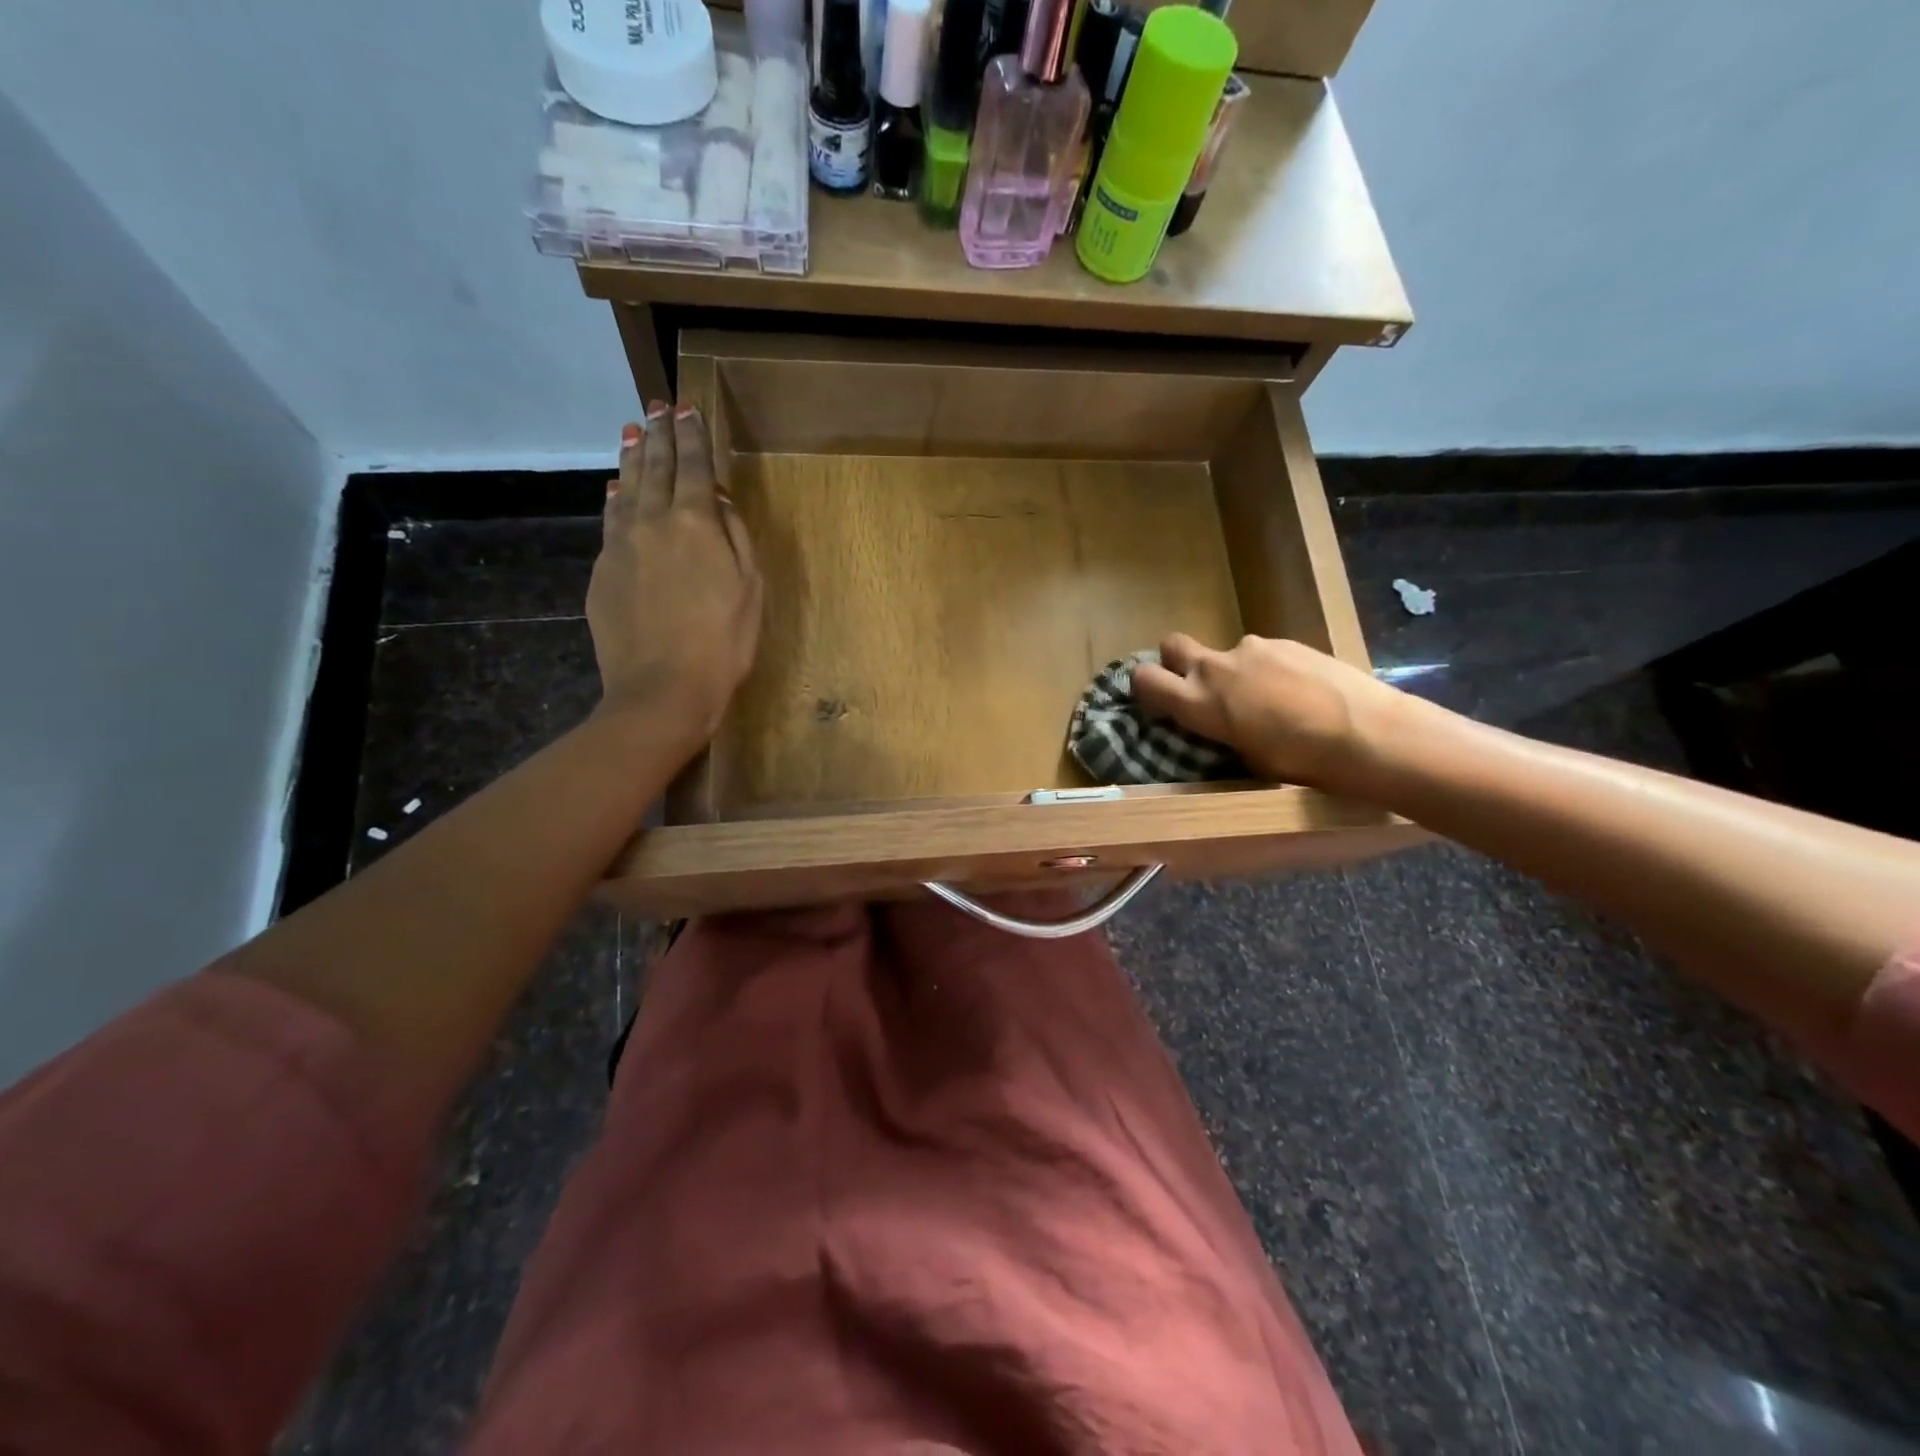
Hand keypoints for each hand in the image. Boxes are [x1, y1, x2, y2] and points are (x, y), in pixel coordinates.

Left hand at [588, 403, 762, 741]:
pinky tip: (615, 489)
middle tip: (657, 407)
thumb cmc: (722, 643)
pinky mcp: (602, 570)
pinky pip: (610, 520)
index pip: (693, 466)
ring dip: (631, 457)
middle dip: (659, 434)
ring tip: (633, 432)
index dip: (692, 436)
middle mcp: (653, 522)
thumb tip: (717, 500)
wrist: (662, 689)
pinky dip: (615, 497)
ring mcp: (621, 545)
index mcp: (696, 523)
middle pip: (655, 468)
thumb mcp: (749, 589)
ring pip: (625, 487)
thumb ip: (735, 538)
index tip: (687, 408)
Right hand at [1131, 633, 1401, 793]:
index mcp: (1199, 702)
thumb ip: (1220, 732)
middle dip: (1176, 660)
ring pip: (1227, 654)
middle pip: (1173, 645)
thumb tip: (1218, 725)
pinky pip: (1264, 653)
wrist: (1370, 733)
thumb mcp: (1246, 758)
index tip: (1157, 699)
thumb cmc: (1301, 762)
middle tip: (1202, 688)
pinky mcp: (1289, 641)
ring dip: (1236, 671)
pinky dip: (1271, 669)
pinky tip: (1301, 693)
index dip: (1144, 686)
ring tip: (1271, 701)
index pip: (1144, 678)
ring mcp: (1254, 648)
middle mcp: (1217, 667)